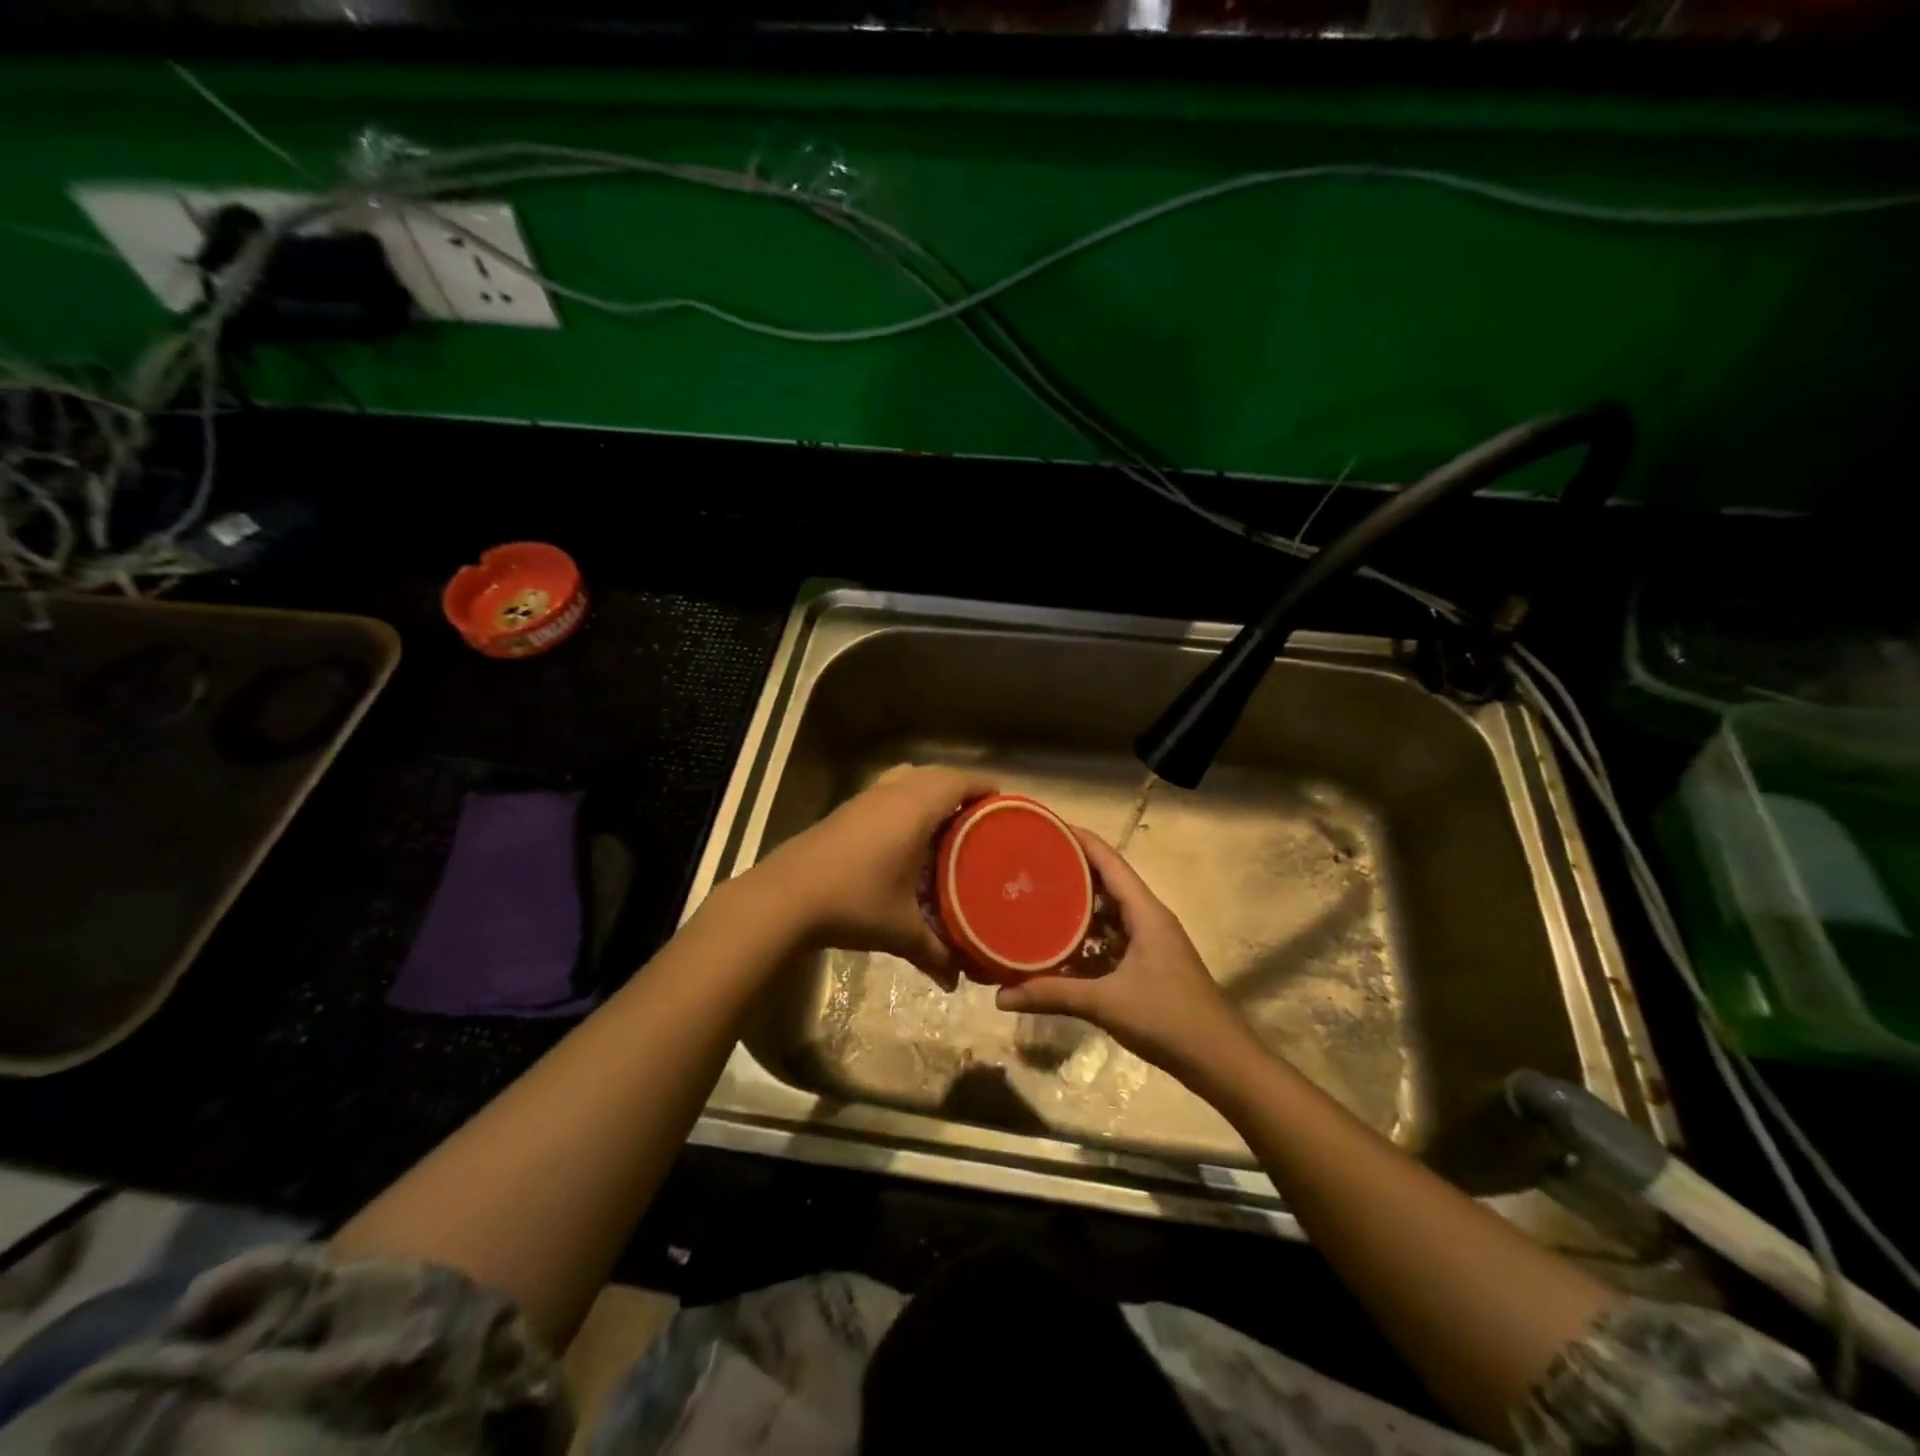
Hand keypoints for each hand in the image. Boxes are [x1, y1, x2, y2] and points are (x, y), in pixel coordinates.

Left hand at [749, 765, 992, 988]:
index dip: (986, 786)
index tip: (1006, 802)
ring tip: (948, 821)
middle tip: (982, 816)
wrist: (785, 897)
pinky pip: (889, 790)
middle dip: (961, 788)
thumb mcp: (901, 930)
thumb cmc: (854, 902)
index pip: (960, 781)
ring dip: (930, 790)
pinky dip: (906, 799)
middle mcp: (893, 793)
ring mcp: (866, 798)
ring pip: (909, 778)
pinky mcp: (846, 810)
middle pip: (937, 774)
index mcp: (916, 809)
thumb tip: (957, 981)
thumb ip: (934, 952)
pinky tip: (907, 835)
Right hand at [995, 828, 1257, 1081]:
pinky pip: (1111, 942)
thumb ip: (1053, 995)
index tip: (1045, 827)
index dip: (1080, 840)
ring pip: (1108, 915)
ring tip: (1035, 901)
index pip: (1109, 861)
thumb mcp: (1107, 1004)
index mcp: (1145, 912)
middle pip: (1106, 883)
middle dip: (1071, 872)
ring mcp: (1150, 943)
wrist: (1221, 1062)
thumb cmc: (1169, 1019)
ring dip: (1077, 909)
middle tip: (1029, 865)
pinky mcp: (1148, 966)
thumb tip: (1000, 995)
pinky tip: (1058, 951)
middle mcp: (1148, 919)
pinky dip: (1086, 942)